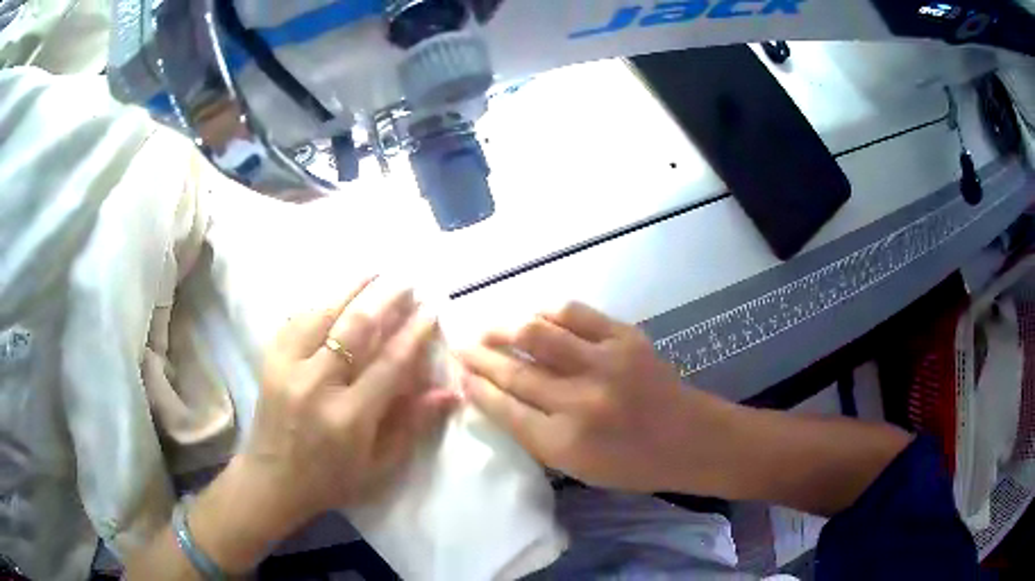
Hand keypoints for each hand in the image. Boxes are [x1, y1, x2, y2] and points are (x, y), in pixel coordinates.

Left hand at [241, 277, 456, 529]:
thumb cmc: (330, 480)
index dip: (413, 333)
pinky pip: (296, 320)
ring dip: (352, 289)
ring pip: (323, 314)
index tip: (431, 309)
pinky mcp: (269, 360)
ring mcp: (286, 367)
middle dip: (385, 298)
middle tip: (407, 280)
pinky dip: (320, 303)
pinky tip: (335, 294)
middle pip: (354, 328)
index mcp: (347, 417)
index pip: (388, 364)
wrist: (271, 480)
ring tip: (376, 272)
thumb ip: (411, 426)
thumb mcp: (378, 466)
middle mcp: (315, 385)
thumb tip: (448, 392)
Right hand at [458, 302, 736, 493]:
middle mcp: (581, 401)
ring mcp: (605, 364)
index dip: (476, 388)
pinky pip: (575, 314)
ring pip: (537, 334)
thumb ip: (536, 435)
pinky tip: (533, 315)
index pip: (505, 409)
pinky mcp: (626, 338)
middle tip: (460, 346)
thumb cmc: (633, 464)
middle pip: (515, 370)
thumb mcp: (578, 468)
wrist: (692, 438)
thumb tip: (496, 397)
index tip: (458, 374)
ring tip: (487, 327)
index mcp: (567, 443)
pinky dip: (546, 311)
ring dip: (504, 327)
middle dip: (479, 356)